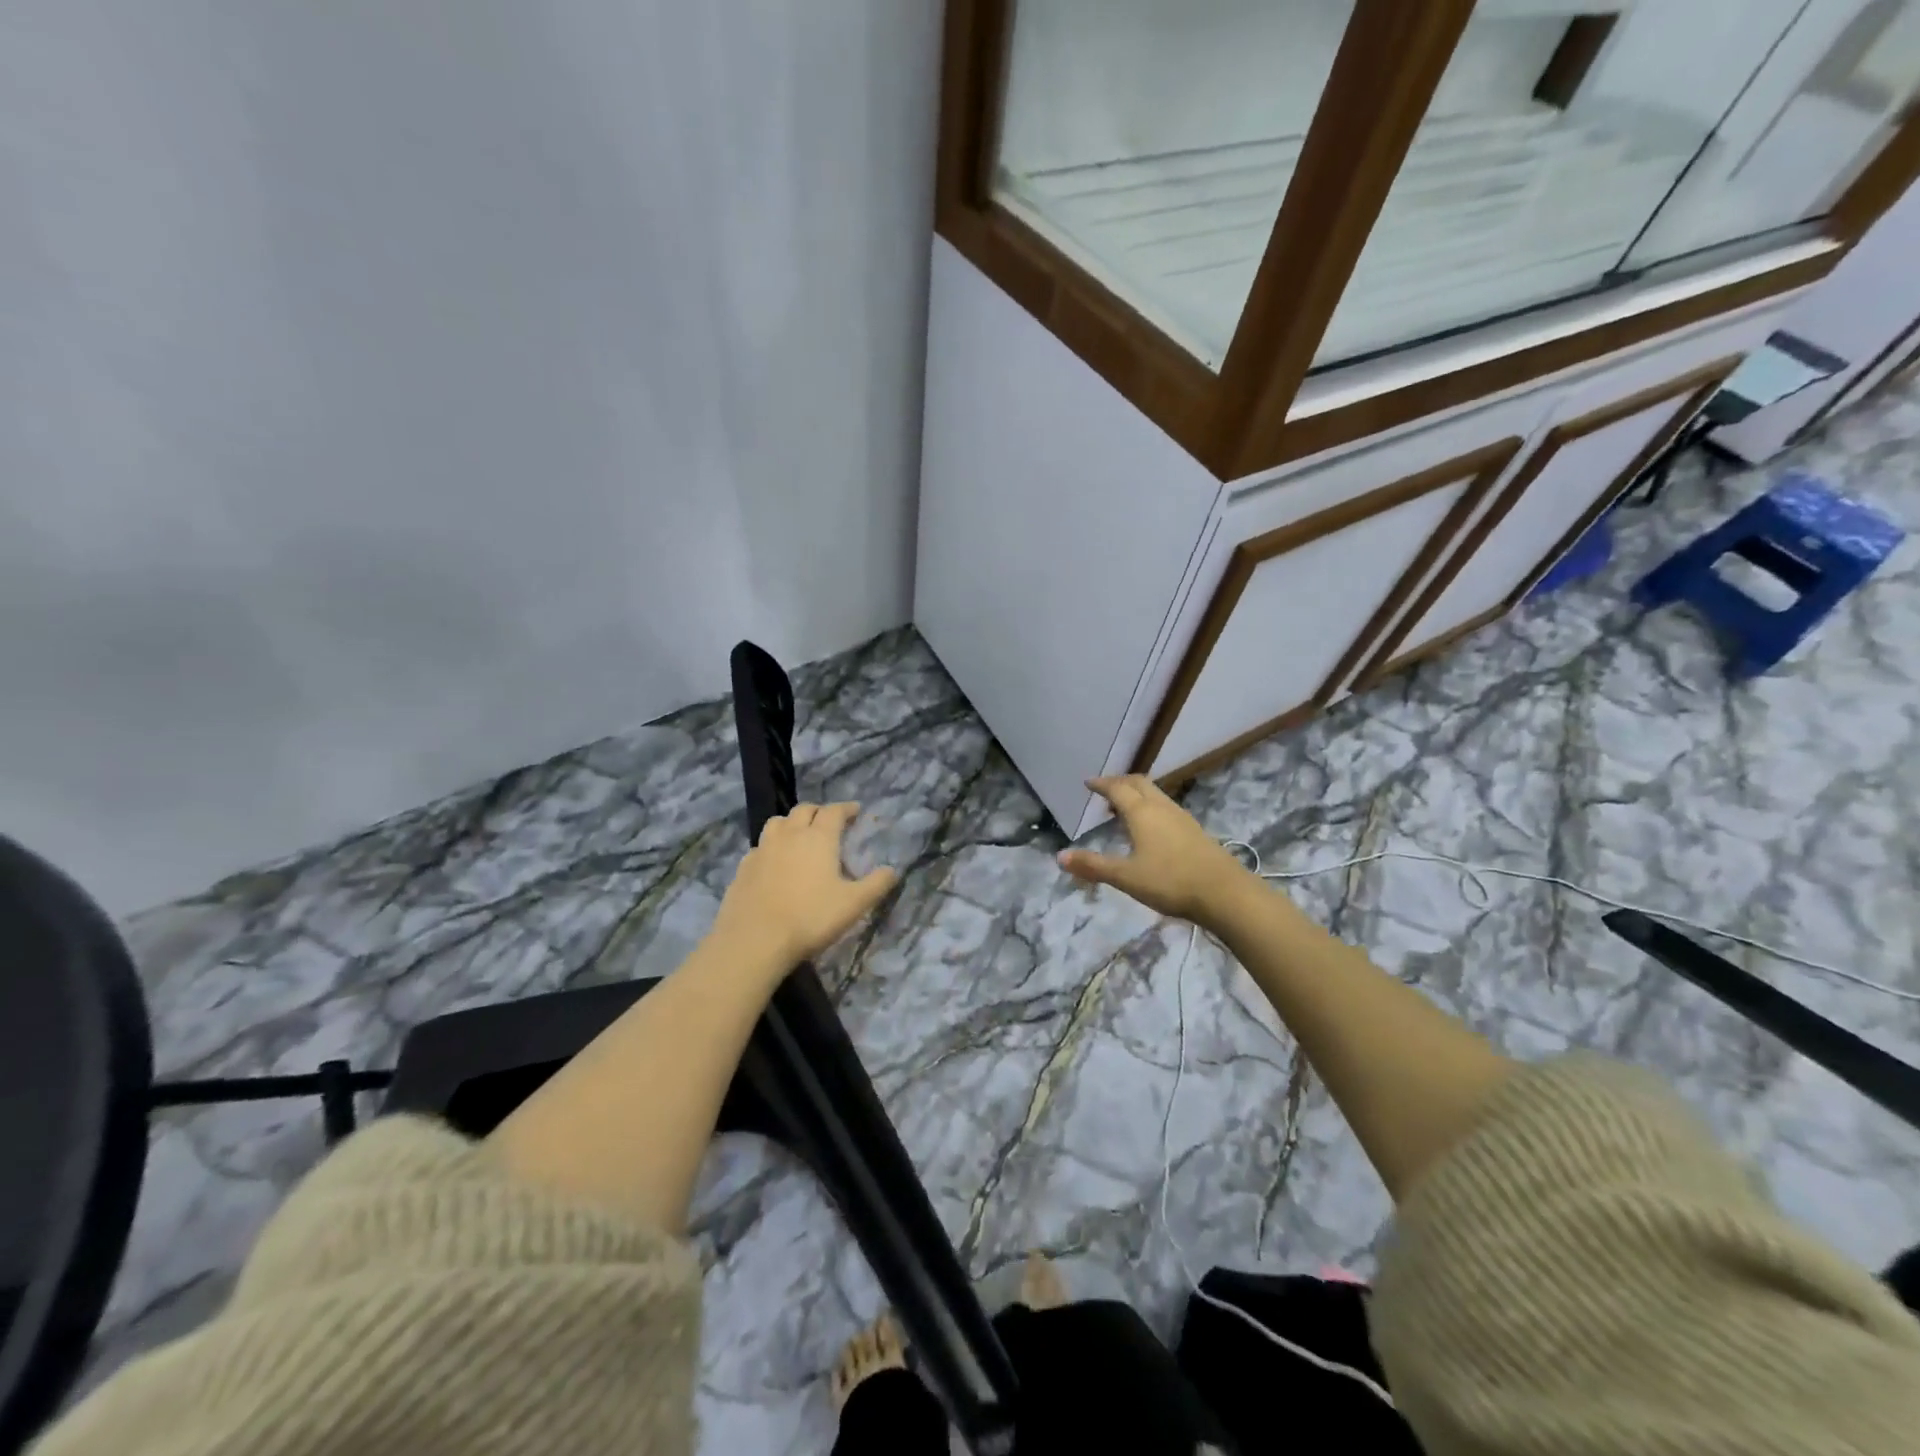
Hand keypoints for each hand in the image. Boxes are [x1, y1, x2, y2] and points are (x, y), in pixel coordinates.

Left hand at [709, 802, 898, 971]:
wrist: (755, 939)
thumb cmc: (811, 918)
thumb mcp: (854, 904)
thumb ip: (876, 885)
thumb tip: (892, 870)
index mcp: (819, 838)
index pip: (834, 811)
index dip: (846, 808)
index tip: (855, 810)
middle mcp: (790, 835)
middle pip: (804, 810)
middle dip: (819, 811)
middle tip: (829, 822)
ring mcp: (762, 849)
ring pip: (777, 823)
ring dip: (791, 823)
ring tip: (799, 836)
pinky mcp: (743, 867)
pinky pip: (760, 846)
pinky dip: (771, 846)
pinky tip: (774, 862)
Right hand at [1057, 775, 1255, 923]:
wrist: (1225, 893)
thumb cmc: (1170, 881)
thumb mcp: (1126, 877)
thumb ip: (1093, 866)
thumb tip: (1060, 856)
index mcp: (1142, 812)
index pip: (1117, 789)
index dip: (1101, 784)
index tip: (1088, 783)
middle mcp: (1162, 807)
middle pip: (1139, 783)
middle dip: (1120, 783)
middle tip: (1105, 792)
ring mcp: (1182, 818)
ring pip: (1155, 794)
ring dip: (1137, 795)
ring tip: (1123, 809)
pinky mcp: (1195, 831)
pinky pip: (1166, 808)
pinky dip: (1151, 807)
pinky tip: (1150, 829)